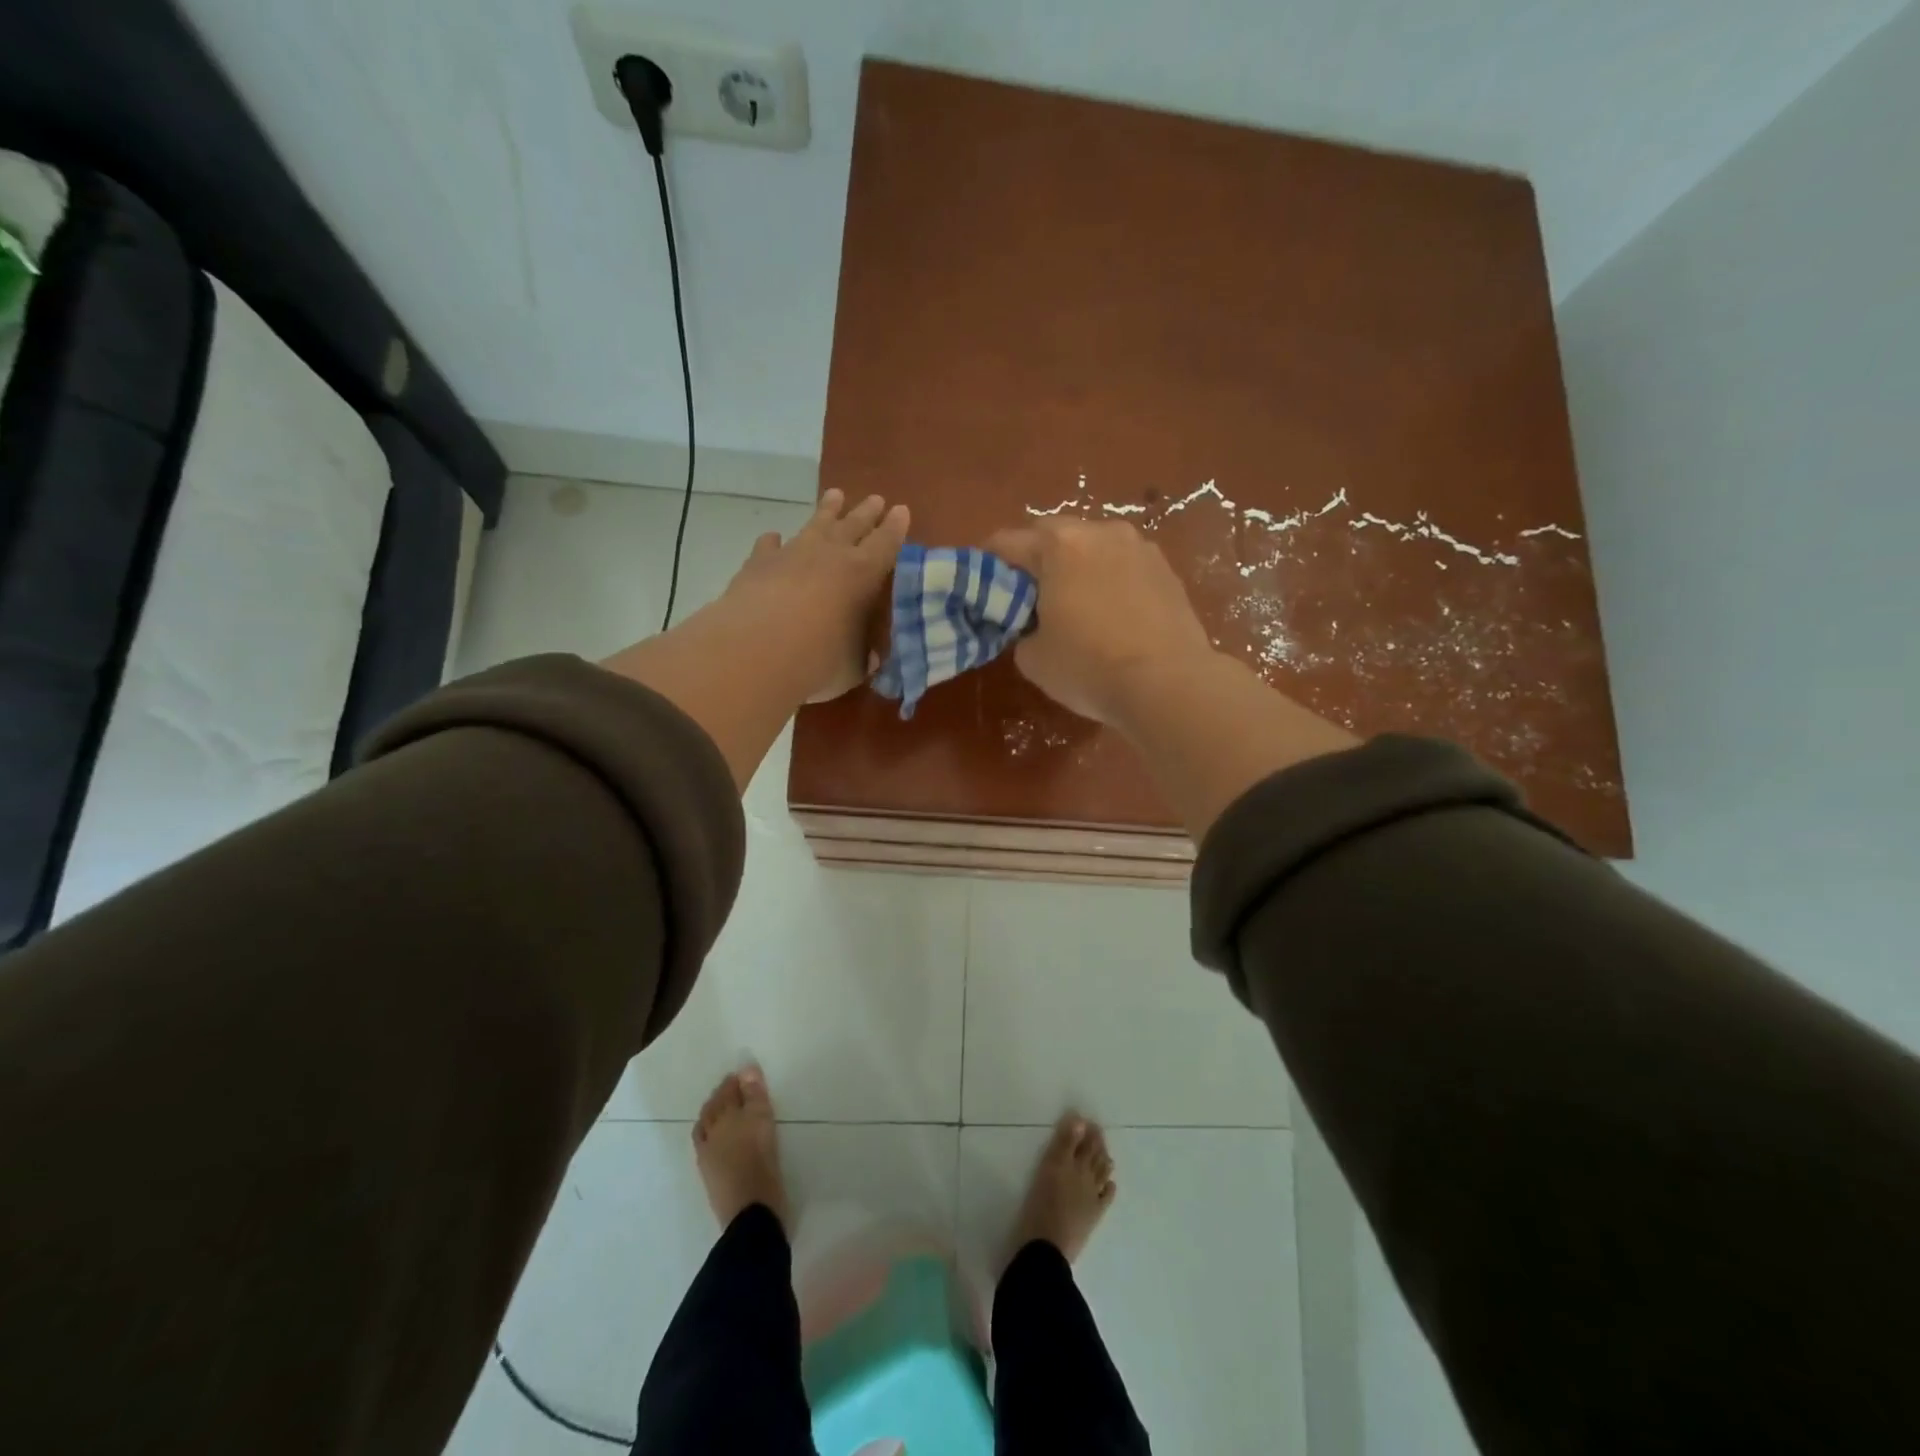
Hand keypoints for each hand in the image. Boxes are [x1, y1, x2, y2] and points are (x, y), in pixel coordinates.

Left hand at [723, 489, 908, 702]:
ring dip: (826, 511)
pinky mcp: (758, 564)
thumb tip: (868, 657)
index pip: (885, 543)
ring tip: (834, 496)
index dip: (895, 528)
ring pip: (814, 525)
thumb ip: (861, 657)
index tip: (901, 510)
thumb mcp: (852, 666)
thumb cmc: (818, 660)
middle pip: (853, 525)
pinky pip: (769, 546)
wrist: (755, 651)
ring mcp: (791, 554)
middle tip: (876, 498)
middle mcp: (829, 555)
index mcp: (862, 574)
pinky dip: (774, 542)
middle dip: (867, 512)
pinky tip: (773, 538)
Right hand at [985, 518, 1215, 725]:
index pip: (1005, 542)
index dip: (988, 565)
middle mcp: (1099, 532)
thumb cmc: (1090, 668)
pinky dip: (1110, 579)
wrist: (1168, 684)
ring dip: (1077, 565)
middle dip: (1035, 560)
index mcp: (1058, 545)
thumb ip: (1021, 630)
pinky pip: (1123, 565)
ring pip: (1093, 546)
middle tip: (1030, 598)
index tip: (985, 589)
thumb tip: (1033, 625)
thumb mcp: (1032, 658)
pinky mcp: (1167, 568)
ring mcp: (1139, 546)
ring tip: (1076, 603)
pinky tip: (1112, 613)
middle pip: (1052, 535)